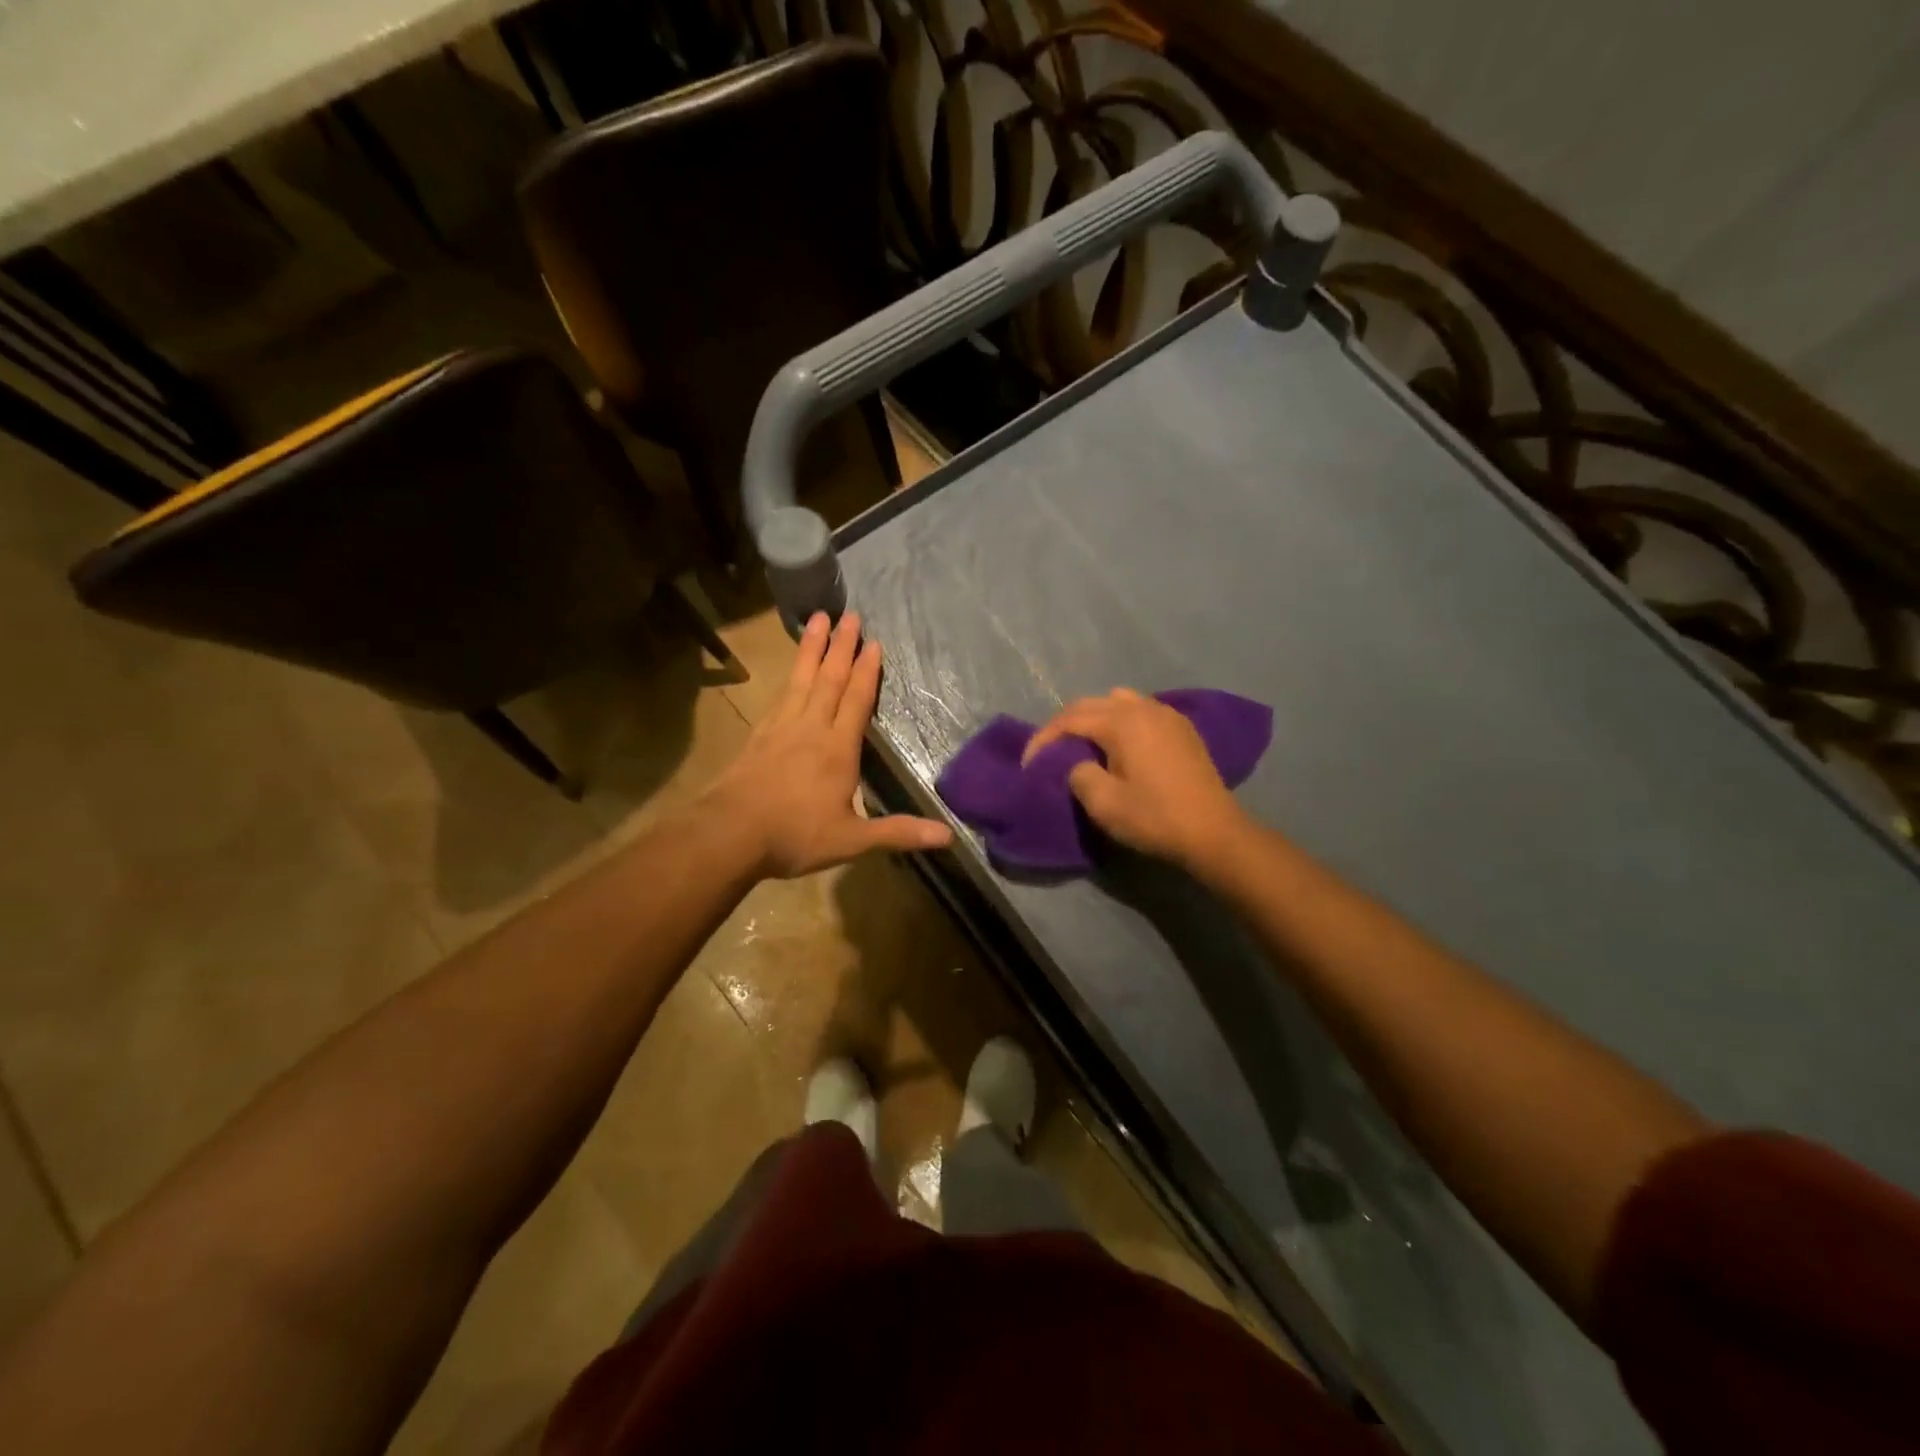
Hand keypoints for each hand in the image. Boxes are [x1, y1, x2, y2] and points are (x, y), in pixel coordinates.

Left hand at [704, 611, 951, 878]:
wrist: (729, 834)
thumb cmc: (795, 836)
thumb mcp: (852, 840)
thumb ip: (899, 832)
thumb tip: (949, 836)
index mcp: (838, 749)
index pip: (857, 701)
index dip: (867, 672)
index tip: (874, 643)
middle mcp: (811, 729)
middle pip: (830, 679)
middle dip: (842, 647)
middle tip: (850, 615)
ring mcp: (781, 728)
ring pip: (801, 679)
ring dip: (812, 648)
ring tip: (818, 618)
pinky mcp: (758, 735)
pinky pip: (780, 696)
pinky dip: (789, 676)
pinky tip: (791, 671)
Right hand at [1023, 688, 1248, 871]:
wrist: (1214, 833)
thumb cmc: (1155, 818)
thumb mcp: (1103, 804)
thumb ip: (1079, 774)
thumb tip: (1079, 764)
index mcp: (1122, 721)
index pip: (1069, 719)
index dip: (1043, 740)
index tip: (1029, 764)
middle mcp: (1143, 707)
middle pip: (1091, 704)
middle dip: (1065, 725)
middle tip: (1049, 752)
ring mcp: (1167, 714)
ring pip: (1118, 701)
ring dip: (1094, 718)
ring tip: (1083, 744)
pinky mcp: (1182, 728)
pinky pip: (1141, 710)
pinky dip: (1120, 721)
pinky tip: (1119, 745)